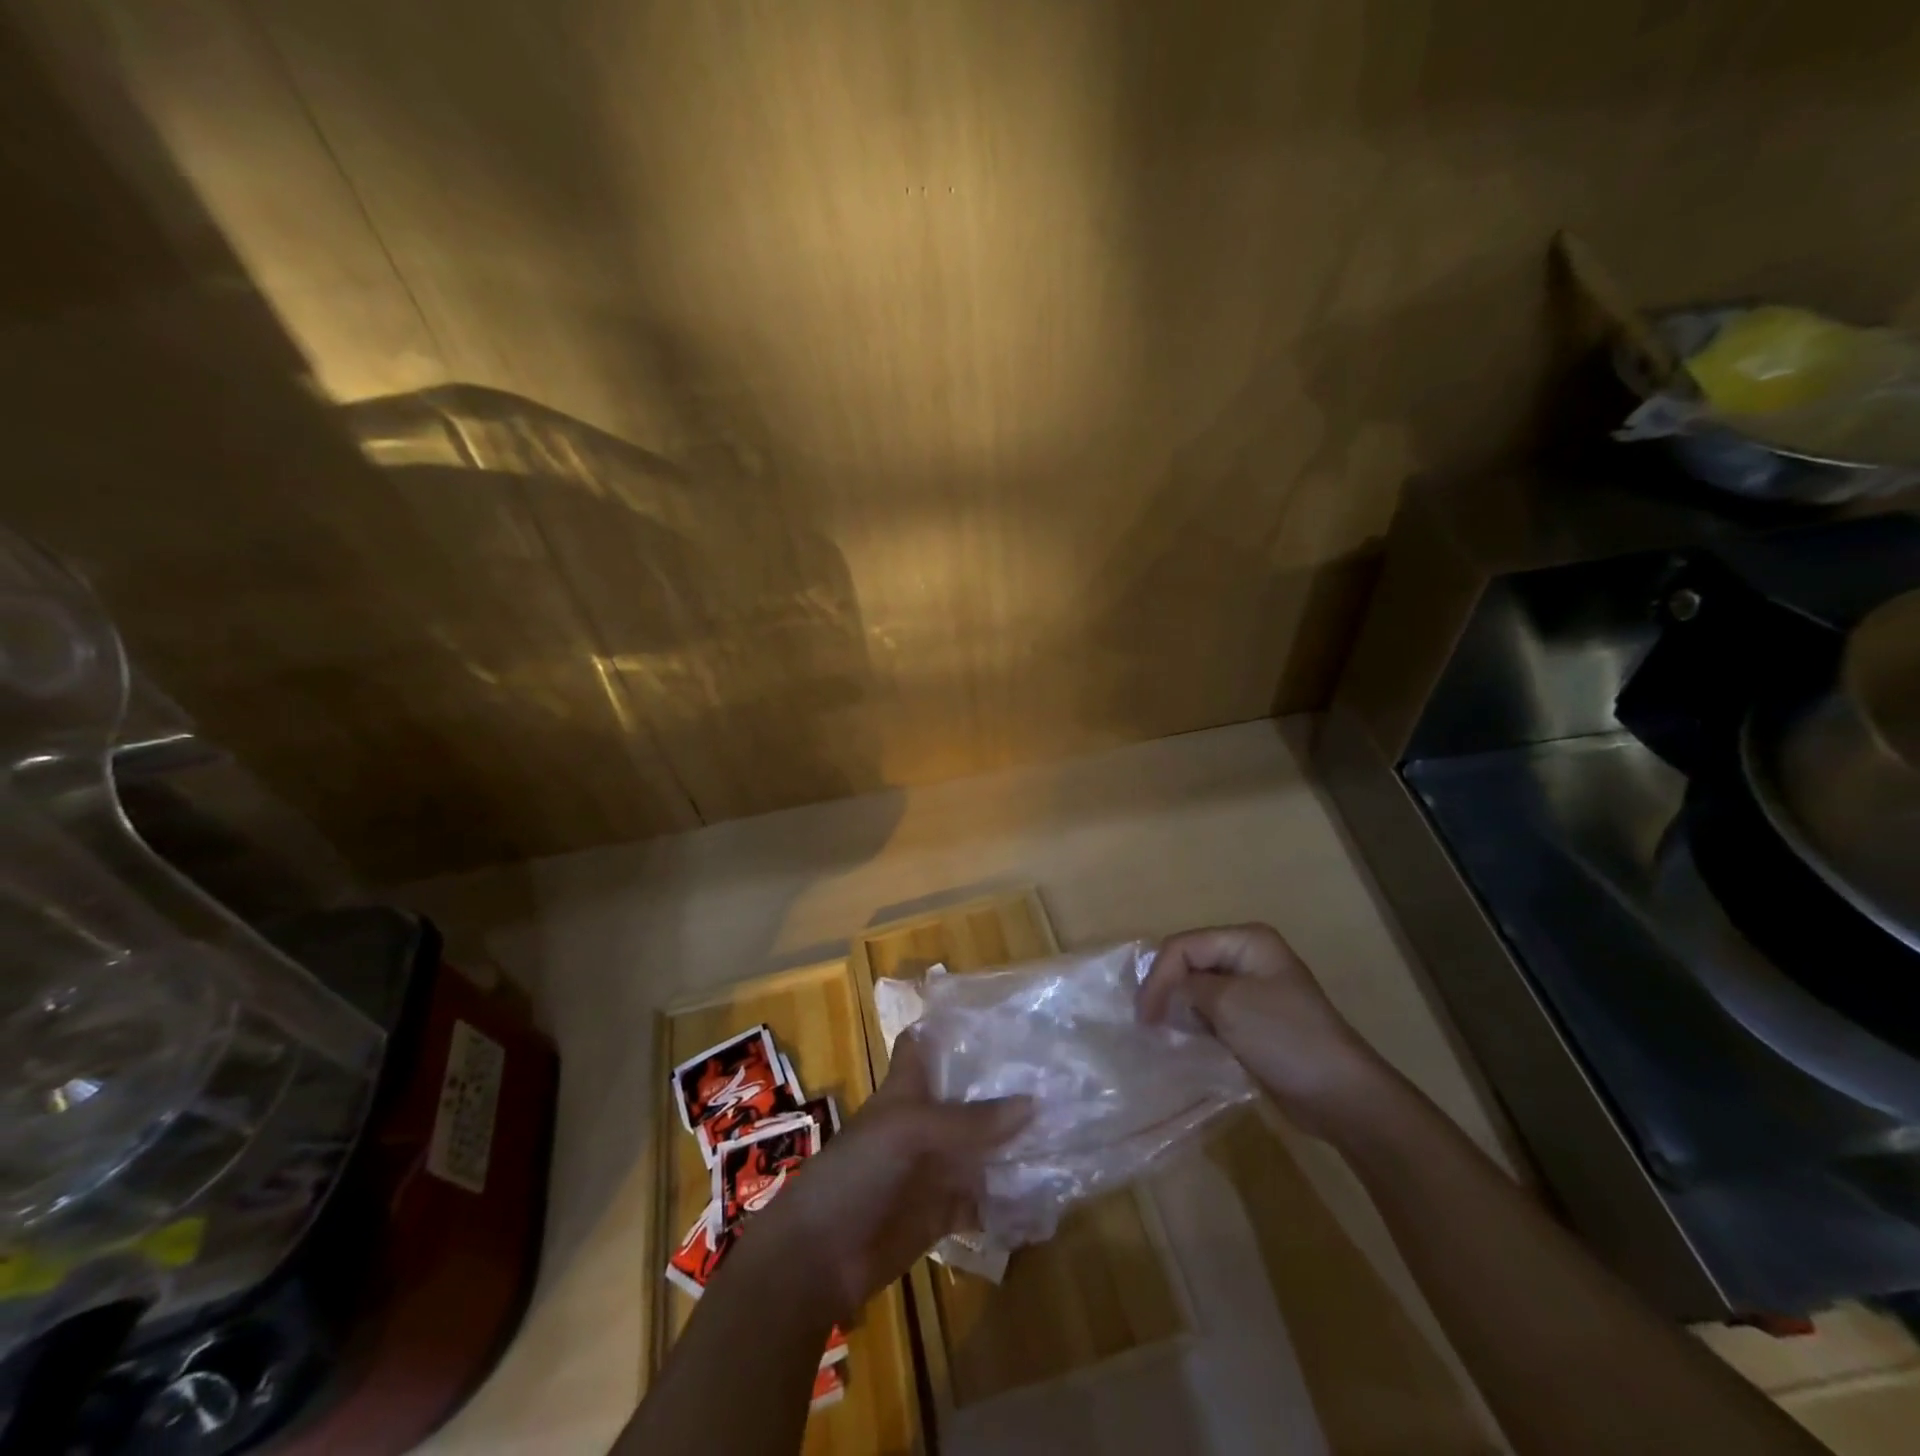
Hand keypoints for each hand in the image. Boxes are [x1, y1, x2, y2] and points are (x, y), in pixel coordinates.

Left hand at [752, 1031, 1031, 1322]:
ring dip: (1014, 1145)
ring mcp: (933, 1167)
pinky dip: (1009, 1201)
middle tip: (1059, 1074)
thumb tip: (1034, 1103)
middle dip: (1004, 1087)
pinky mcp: (941, 1212)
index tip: (998, 1014)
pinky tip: (1047, 1195)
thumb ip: (972, 1120)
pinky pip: (982, 1201)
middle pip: (965, 1097)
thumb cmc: (860, 1171)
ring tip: (1069, 1129)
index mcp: (907, 1089)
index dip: (952, 1026)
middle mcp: (924, 1122)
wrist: (821, 1256)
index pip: (925, 1044)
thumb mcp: (914, 1132)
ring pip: (980, 1149)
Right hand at [1138, 923, 1387, 1137]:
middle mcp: (1249, 956)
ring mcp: (1253, 988)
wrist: (1341, 1094)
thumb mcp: (1228, 1004)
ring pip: (1198, 988)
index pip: (1184, 945)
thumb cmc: (1284, 1038)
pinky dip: (1195, 1023)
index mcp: (1247, 940)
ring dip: (1179, 1008)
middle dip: (1166, 989)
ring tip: (1161, 1033)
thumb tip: (1164, 994)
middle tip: (1147, 1023)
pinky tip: (1185, 1041)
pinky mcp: (1253, 1019)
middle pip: (1189, 962)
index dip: (1159, 976)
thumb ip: (1186, 987)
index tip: (1145, 1016)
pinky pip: (1213, 1012)